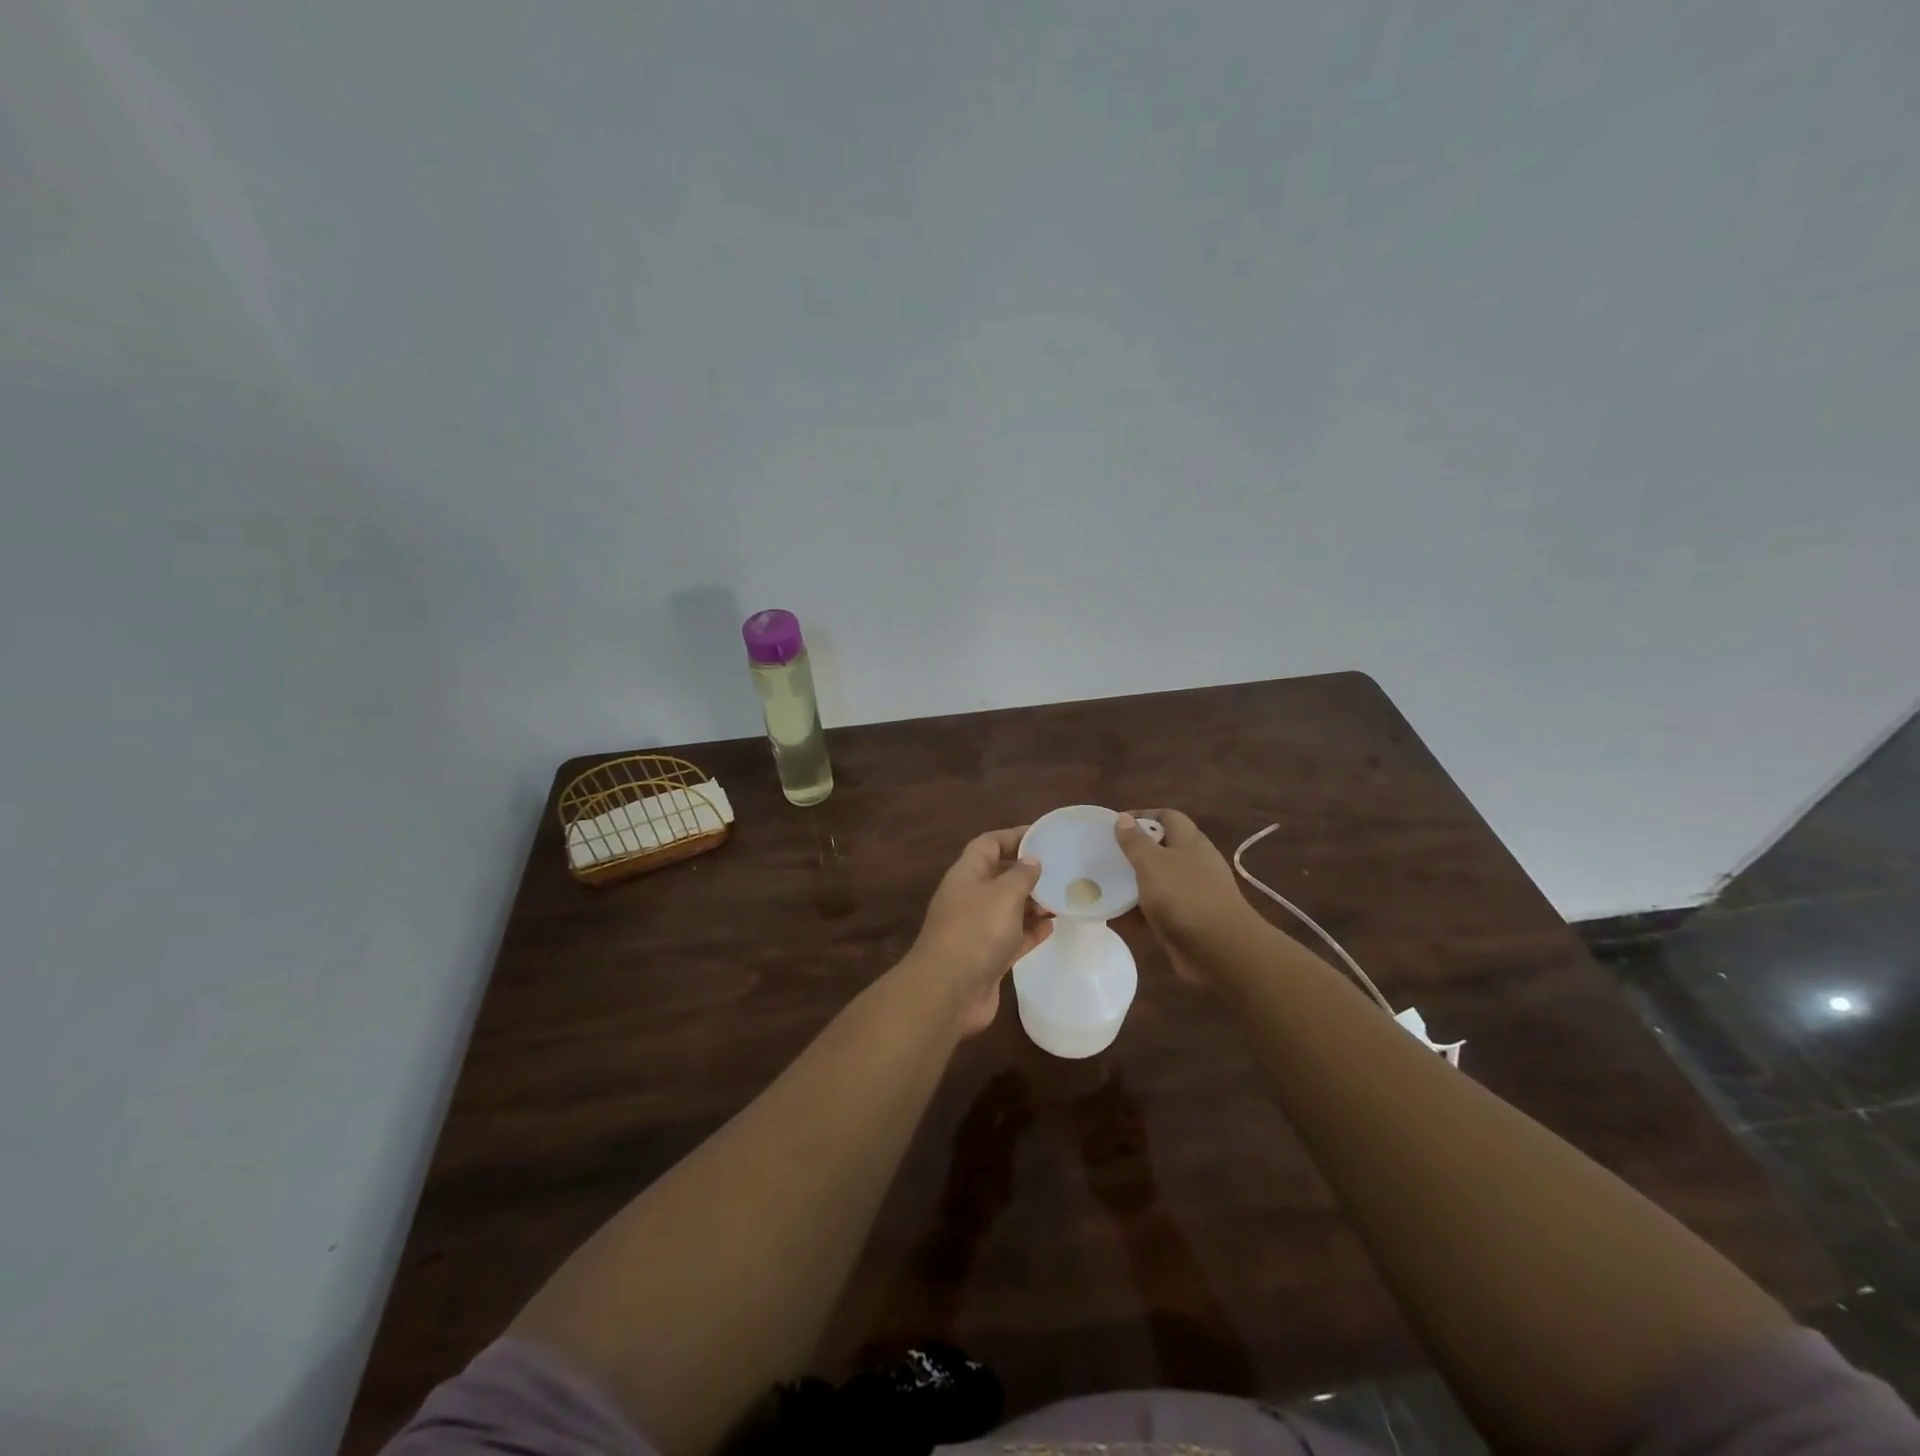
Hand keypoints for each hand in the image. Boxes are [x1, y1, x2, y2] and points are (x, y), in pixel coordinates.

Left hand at [906, 827, 1051, 1034]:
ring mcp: (977, 930)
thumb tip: (1032, 860)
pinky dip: (1030, 931)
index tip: (1044, 836)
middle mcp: (969, 898)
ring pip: (1008, 908)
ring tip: (1063, 898)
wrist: (949, 992)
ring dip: (1033, 903)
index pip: (989, 844)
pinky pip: (1013, 937)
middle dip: (1028, 872)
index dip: (1014, 836)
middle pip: (1000, 876)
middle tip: (1062, 869)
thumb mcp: (1003, 894)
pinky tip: (1053, 927)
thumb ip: (1021, 875)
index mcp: (966, 875)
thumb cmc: (976, 932)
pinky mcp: (987, 958)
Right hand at [1114, 809, 1256, 982]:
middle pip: (1161, 850)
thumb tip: (1124, 817)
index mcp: (1190, 843)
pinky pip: (1155, 911)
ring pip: (1156, 882)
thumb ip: (1136, 842)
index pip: (1168, 817)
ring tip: (1102, 884)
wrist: (1221, 951)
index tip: (1116, 824)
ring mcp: (1190, 895)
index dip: (1144, 815)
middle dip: (1133, 852)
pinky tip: (1112, 916)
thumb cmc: (1185, 897)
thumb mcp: (1153, 864)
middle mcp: (1193, 865)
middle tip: (1104, 855)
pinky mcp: (1184, 922)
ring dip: (1132, 883)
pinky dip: (1135, 912)